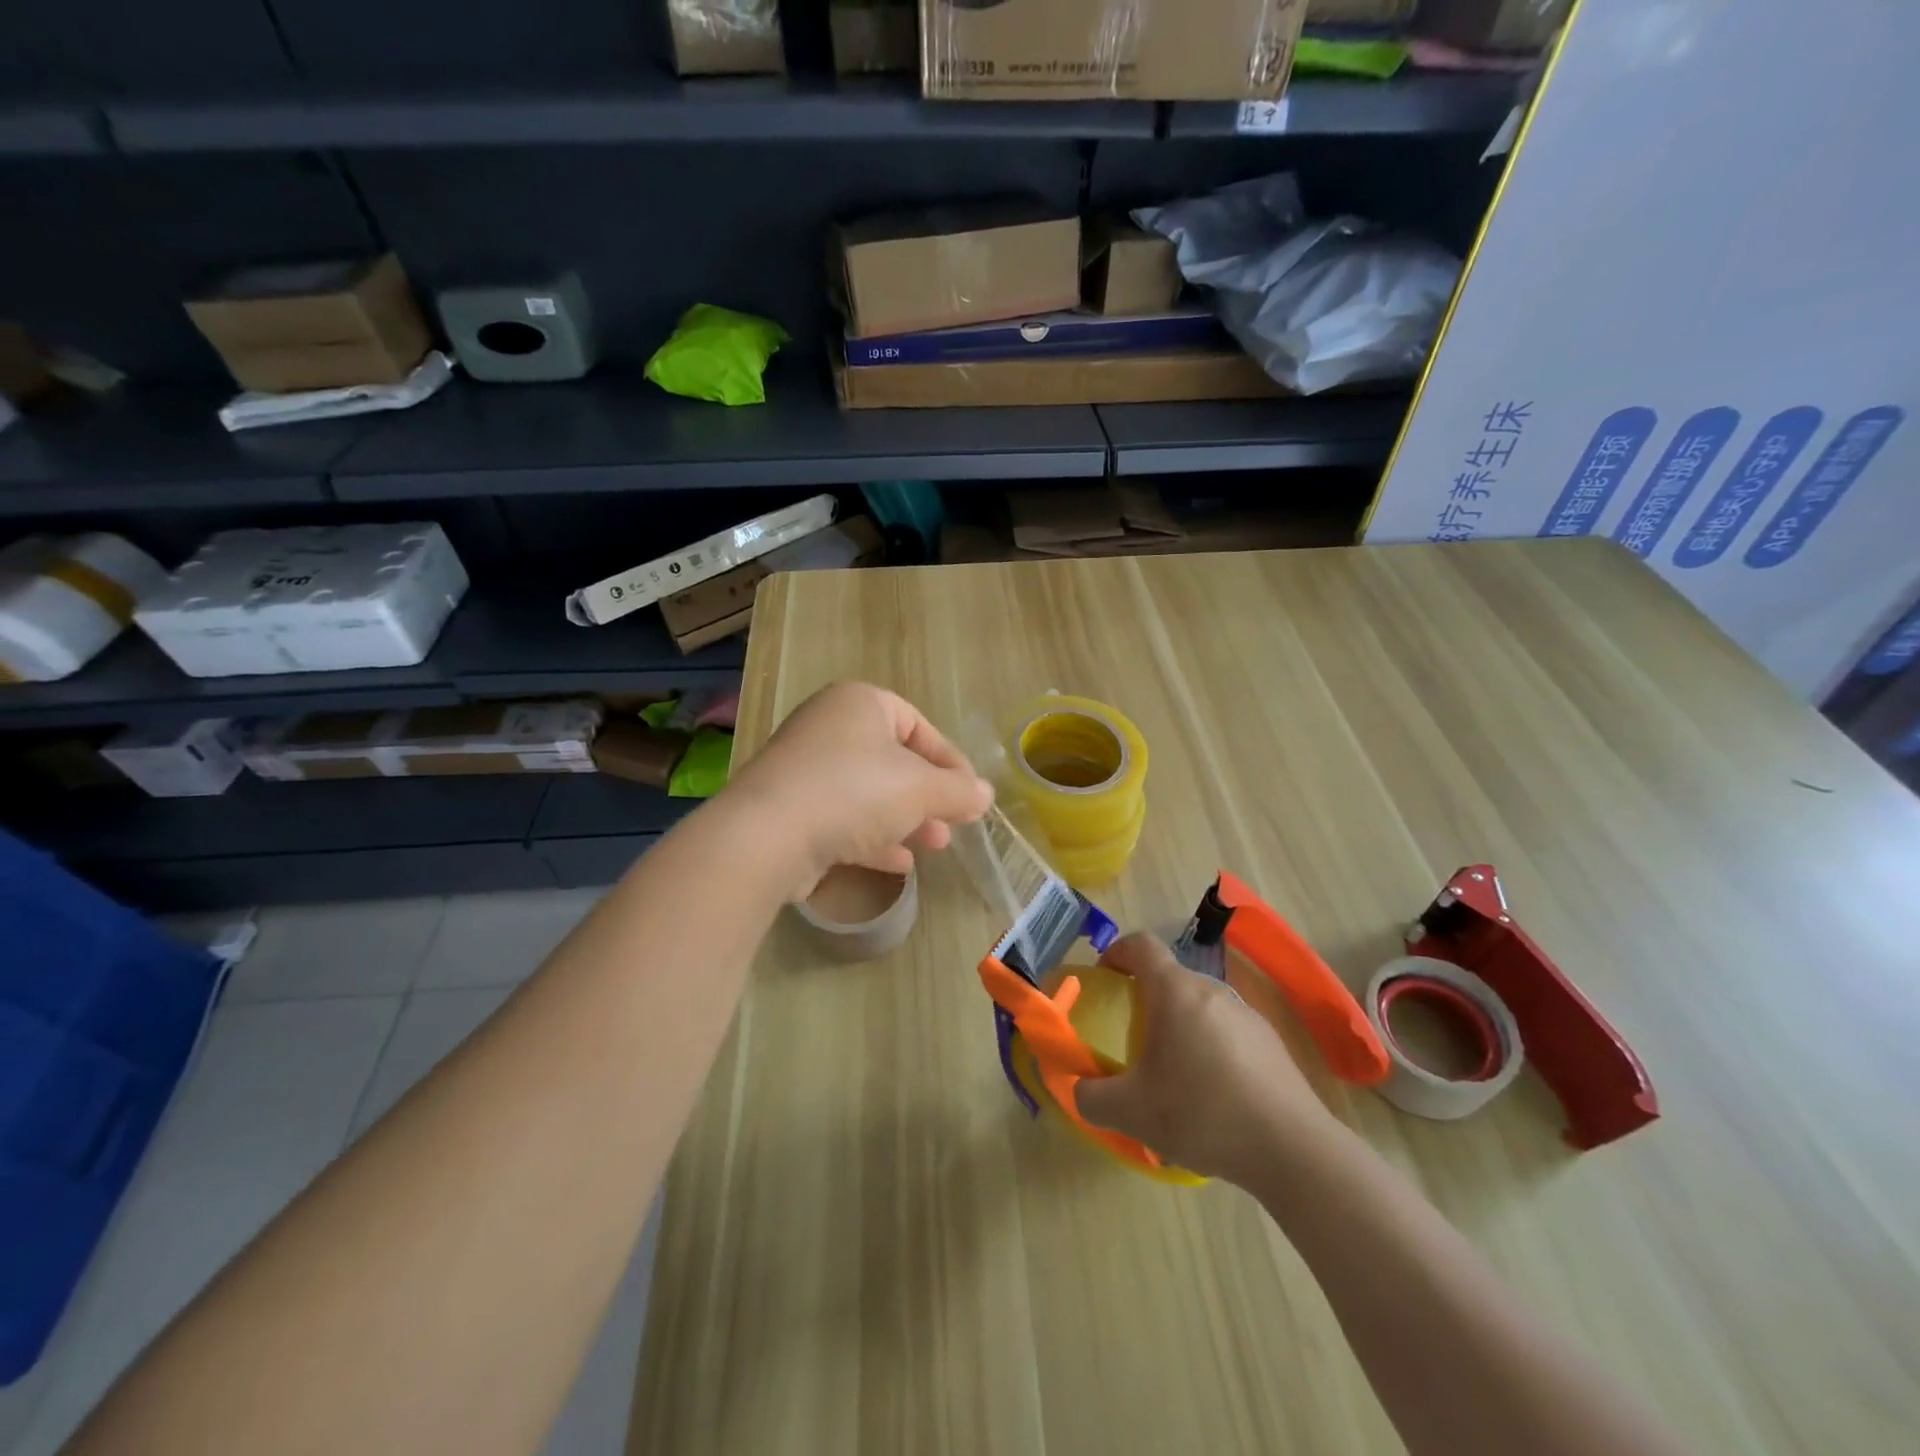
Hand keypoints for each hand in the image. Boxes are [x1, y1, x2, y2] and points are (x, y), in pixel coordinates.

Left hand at [728, 681, 993, 897]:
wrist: (767, 836)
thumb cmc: (855, 792)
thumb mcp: (921, 789)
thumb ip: (958, 791)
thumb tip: (985, 795)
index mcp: (859, 703)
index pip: (918, 725)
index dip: (950, 761)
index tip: (970, 794)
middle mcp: (828, 727)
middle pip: (893, 760)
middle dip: (928, 796)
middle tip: (952, 824)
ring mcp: (804, 769)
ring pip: (868, 792)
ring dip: (904, 819)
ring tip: (933, 846)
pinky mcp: (789, 809)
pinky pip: (841, 818)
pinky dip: (871, 837)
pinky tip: (896, 863)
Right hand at [1074, 933, 1337, 1184]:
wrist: (1292, 1149)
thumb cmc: (1202, 1113)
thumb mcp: (1132, 1112)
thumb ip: (1091, 1097)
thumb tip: (1078, 1090)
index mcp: (1175, 991)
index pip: (1141, 945)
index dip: (1117, 952)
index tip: (1104, 977)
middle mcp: (1211, 990)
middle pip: (1170, 978)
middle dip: (1146, 998)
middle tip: (1133, 1037)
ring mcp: (1246, 1014)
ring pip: (1200, 1005)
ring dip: (1180, 1025)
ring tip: (1174, 1074)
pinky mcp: (1271, 1042)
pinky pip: (1227, 1031)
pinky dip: (1210, 1047)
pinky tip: (1213, 1096)